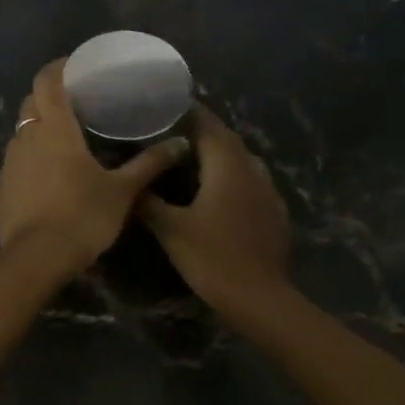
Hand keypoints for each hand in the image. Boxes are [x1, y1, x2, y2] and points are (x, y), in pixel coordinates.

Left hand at [0, 60, 190, 281]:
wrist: (36, 259)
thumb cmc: (82, 216)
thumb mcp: (123, 191)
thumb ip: (150, 164)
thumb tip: (181, 144)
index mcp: (55, 128)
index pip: (48, 80)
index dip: (60, 66)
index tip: (78, 65)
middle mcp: (27, 136)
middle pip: (32, 101)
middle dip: (51, 94)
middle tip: (79, 99)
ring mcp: (11, 161)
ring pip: (23, 129)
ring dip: (40, 124)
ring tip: (67, 133)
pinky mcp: (4, 185)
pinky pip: (18, 156)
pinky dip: (33, 152)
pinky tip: (52, 168)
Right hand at [139, 107, 290, 317]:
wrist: (259, 297)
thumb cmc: (212, 257)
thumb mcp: (171, 229)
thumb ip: (148, 201)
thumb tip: (130, 182)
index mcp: (227, 165)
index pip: (207, 124)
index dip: (187, 112)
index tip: (163, 107)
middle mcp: (251, 168)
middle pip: (226, 139)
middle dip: (201, 132)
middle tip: (169, 134)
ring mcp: (268, 190)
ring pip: (241, 160)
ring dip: (219, 155)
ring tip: (191, 161)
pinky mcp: (274, 211)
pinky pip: (251, 182)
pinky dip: (232, 178)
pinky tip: (218, 194)